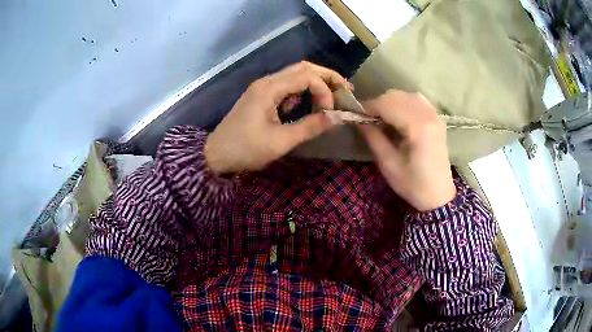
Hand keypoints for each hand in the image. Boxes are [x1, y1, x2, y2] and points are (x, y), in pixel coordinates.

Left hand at [205, 62, 346, 174]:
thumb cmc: (246, 149)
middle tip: (346, 89)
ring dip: (316, 81)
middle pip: (302, 68)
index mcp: (270, 88)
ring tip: (335, 93)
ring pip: (295, 74)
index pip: (307, 76)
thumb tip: (337, 118)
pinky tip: (312, 101)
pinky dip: (304, 90)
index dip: (325, 91)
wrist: (216, 155)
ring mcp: (263, 87)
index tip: (331, 112)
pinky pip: (287, 86)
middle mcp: (267, 81)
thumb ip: (310, 126)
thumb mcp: (281, 141)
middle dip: (327, 76)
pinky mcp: (262, 96)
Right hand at [359, 90, 455, 211]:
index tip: (356, 116)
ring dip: (390, 102)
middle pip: (396, 96)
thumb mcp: (388, 164)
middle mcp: (428, 115)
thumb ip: (373, 137)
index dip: (368, 107)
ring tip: (382, 118)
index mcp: (418, 127)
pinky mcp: (437, 118)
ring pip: (406, 95)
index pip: (387, 104)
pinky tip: (399, 116)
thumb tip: (358, 119)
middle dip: (378, 104)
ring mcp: (435, 115)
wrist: (438, 195)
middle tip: (368, 119)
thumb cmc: (413, 184)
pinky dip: (404, 103)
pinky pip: (417, 100)